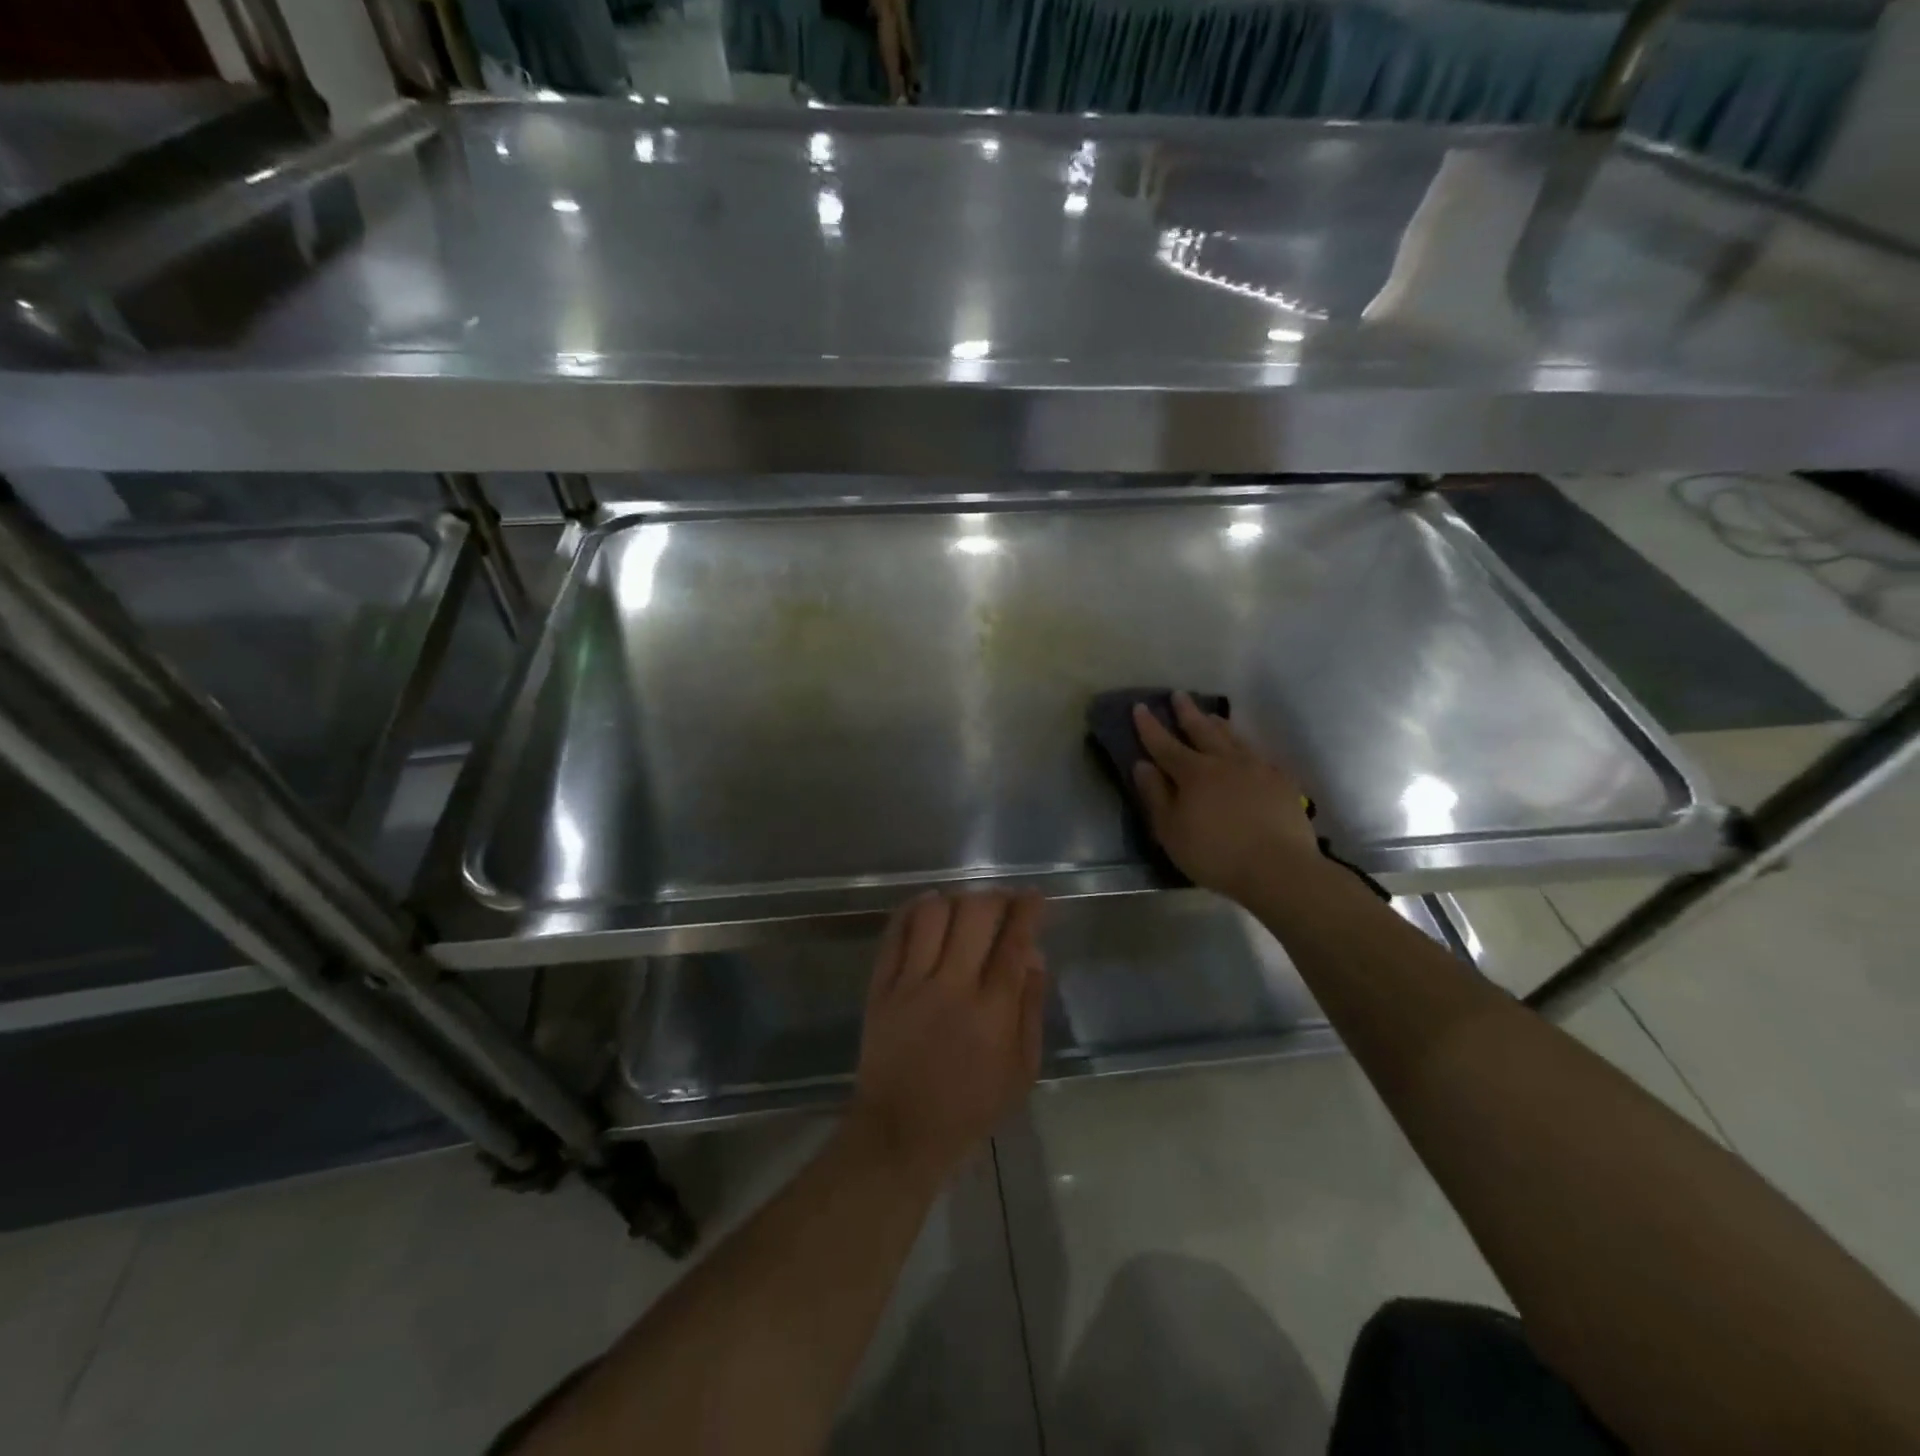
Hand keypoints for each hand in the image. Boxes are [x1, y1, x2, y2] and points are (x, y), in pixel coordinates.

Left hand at [850, 892, 1046, 1190]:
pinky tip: (927, 907)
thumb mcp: (1021, 1070)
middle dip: (995, 897)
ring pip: (933, 915)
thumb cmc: (971, 1107)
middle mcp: (952, 986)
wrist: (902, 1132)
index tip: (1034, 897)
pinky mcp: (881, 987)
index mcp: (992, 1010)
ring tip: (965, 905)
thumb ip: (1030, 1008)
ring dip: (955, 899)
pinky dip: (913, 911)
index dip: (1028, 910)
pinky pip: (895, 934)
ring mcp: (911, 983)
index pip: (1014, 942)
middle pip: (975, 915)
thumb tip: (1035, 956)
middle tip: (1003, 901)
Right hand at [1132, 693, 1319, 900]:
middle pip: (1202, 730)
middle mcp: (1224, 761)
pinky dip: (1246, 748)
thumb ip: (1155, 795)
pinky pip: (1258, 755)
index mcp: (1193, 773)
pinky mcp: (1281, 782)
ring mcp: (1257, 768)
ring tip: (1211, 715)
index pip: (1164, 744)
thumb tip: (1142, 764)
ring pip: (1233, 738)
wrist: (1279, 868)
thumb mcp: (1171, 831)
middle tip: (1178, 694)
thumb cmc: (1215, 854)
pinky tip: (1247, 752)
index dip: (1150, 726)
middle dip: (1187, 712)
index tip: (1140, 707)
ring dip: (1218, 724)